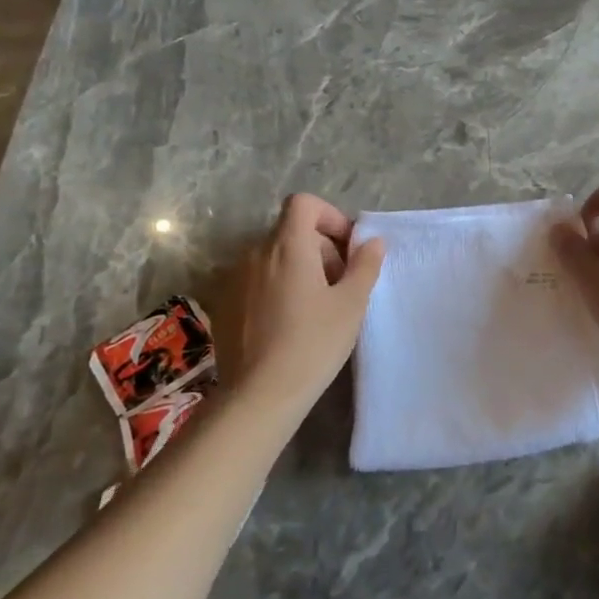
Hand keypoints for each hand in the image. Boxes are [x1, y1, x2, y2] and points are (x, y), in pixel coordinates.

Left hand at [209, 194, 384, 405]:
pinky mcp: (226, 304)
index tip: (348, 248)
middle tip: (343, 283)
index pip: (304, 203)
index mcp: (287, 246)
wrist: (260, 396)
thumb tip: (372, 242)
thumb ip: (365, 265)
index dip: (330, 217)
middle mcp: (256, 254)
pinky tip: (291, 323)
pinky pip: (258, 280)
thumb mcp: (352, 304)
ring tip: (319, 305)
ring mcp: (235, 279)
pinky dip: (279, 286)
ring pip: (275, 256)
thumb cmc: (313, 343)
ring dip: (301, 267)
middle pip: (292, 231)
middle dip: (322, 247)